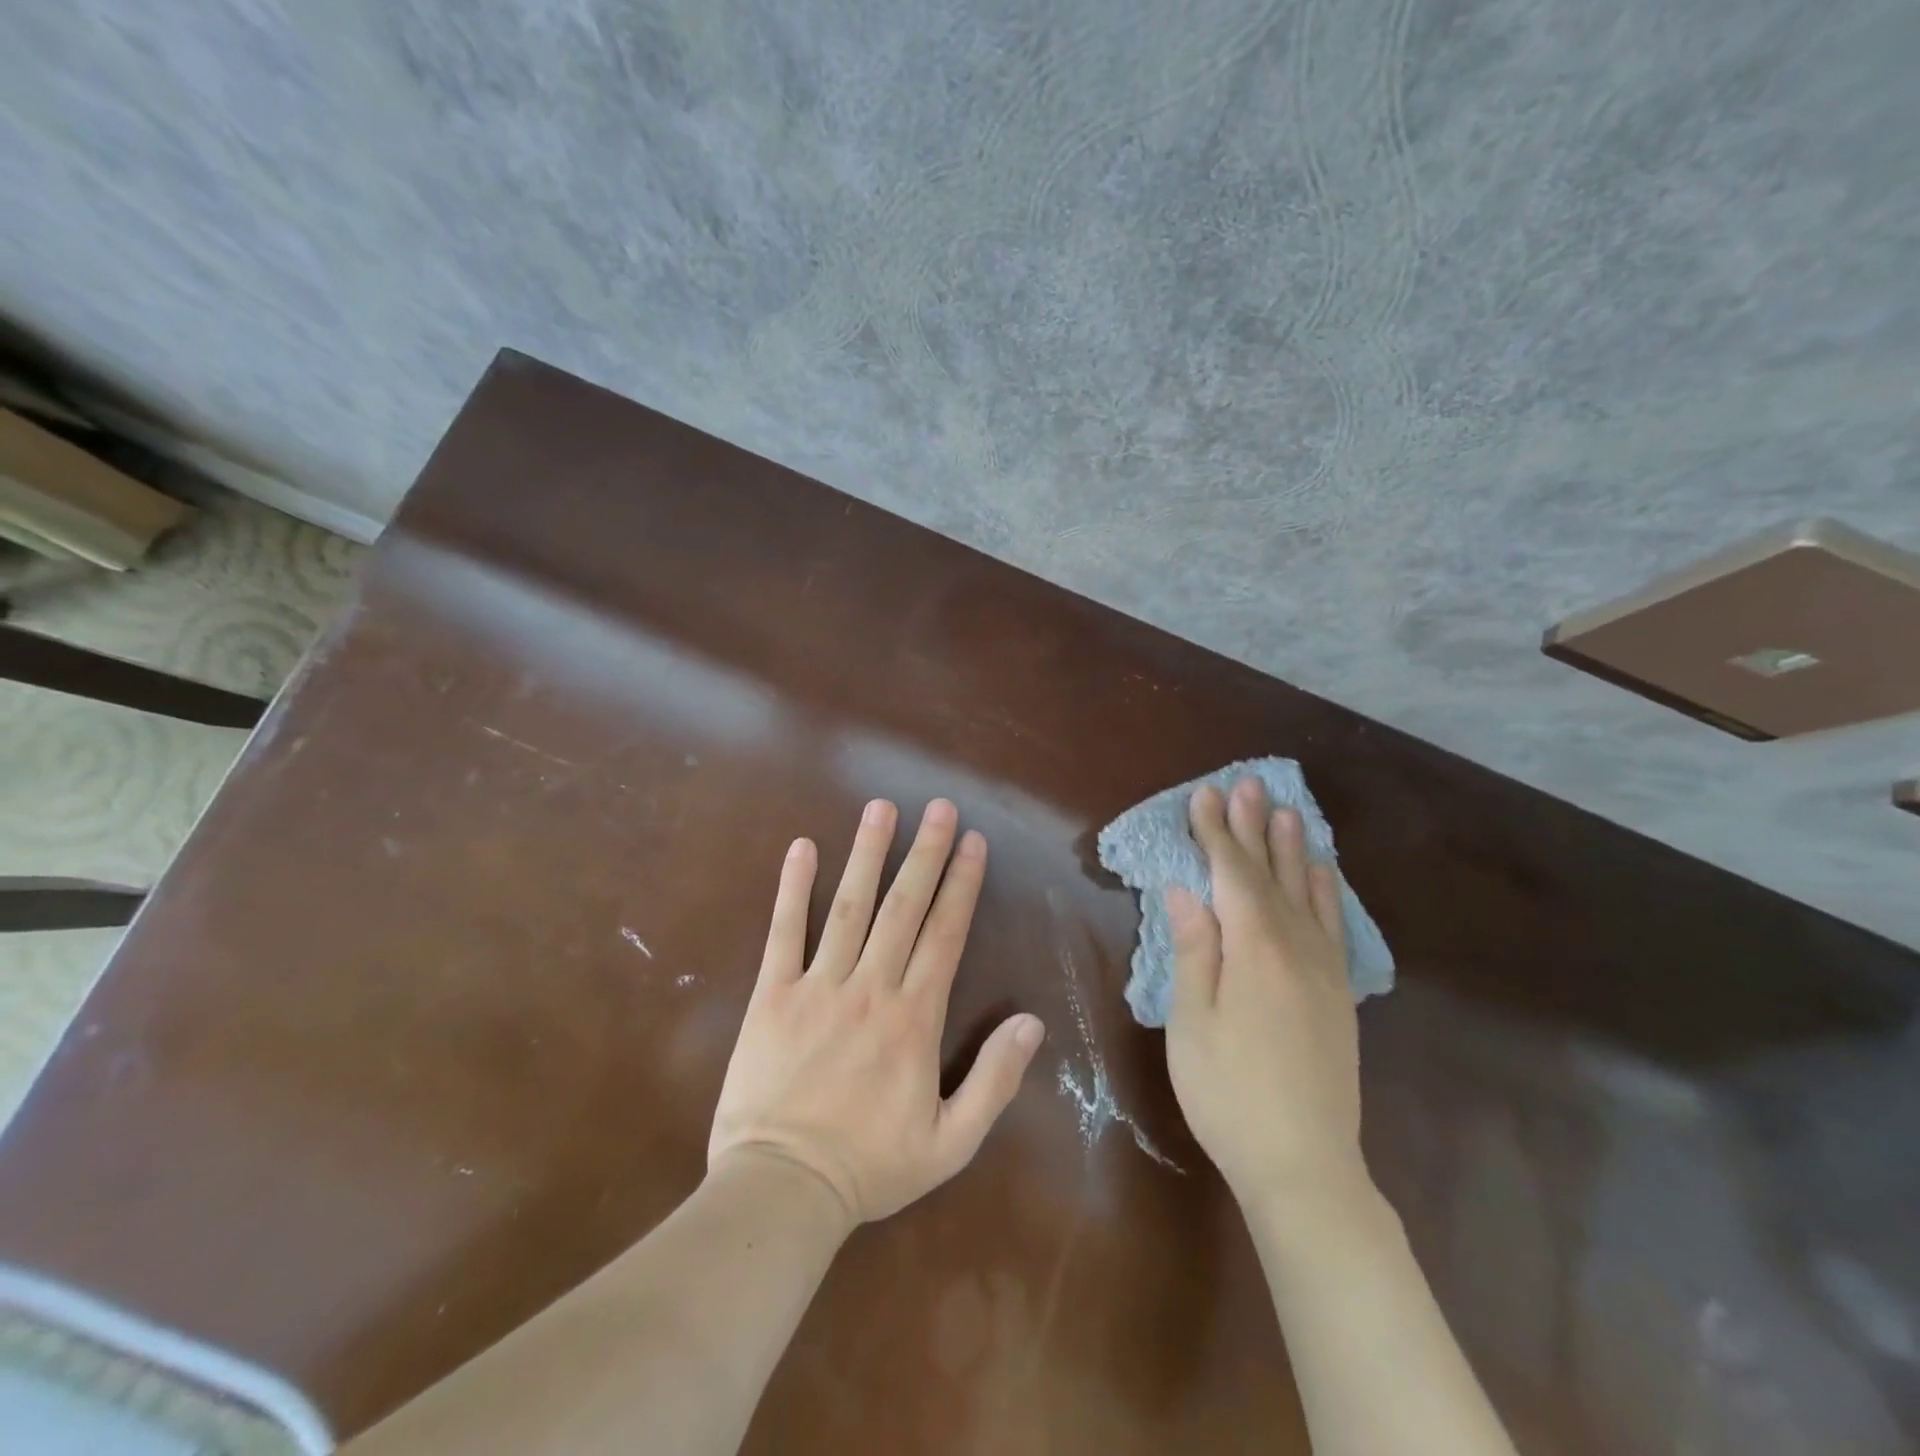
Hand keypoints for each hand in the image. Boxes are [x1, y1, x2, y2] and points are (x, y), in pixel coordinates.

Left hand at [709, 798, 1045, 1228]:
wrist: (782, 1190)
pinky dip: (792, 888)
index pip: (945, 934)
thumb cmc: (870, 1167)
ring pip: (849, 906)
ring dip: (868, 853)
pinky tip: (801, 847)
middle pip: (904, 907)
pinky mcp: (773, 995)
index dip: (962, 884)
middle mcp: (870, 987)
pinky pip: (784, 932)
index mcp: (914, 1018)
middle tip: (939, 807)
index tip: (973, 841)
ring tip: (882, 808)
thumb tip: (1031, 1023)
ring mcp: (819, 986)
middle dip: (925, 853)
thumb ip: (995, 1081)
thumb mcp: (951, 1143)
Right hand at [1165, 778, 1371, 1219]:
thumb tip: (1186, 889)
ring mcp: (1324, 970)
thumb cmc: (1228, 1091)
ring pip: (1308, 893)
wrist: (1304, 1164)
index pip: (1231, 874)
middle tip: (1248, 784)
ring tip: (1288, 812)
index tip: (1205, 795)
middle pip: (1271, 874)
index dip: (1216, 833)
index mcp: (1254, 949)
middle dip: (1255, 827)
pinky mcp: (1339, 994)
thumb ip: (1194, 948)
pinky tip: (1321, 876)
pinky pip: (1332, 924)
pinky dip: (1324, 891)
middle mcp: (1296, 947)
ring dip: (1294, 849)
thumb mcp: (1191, 1020)